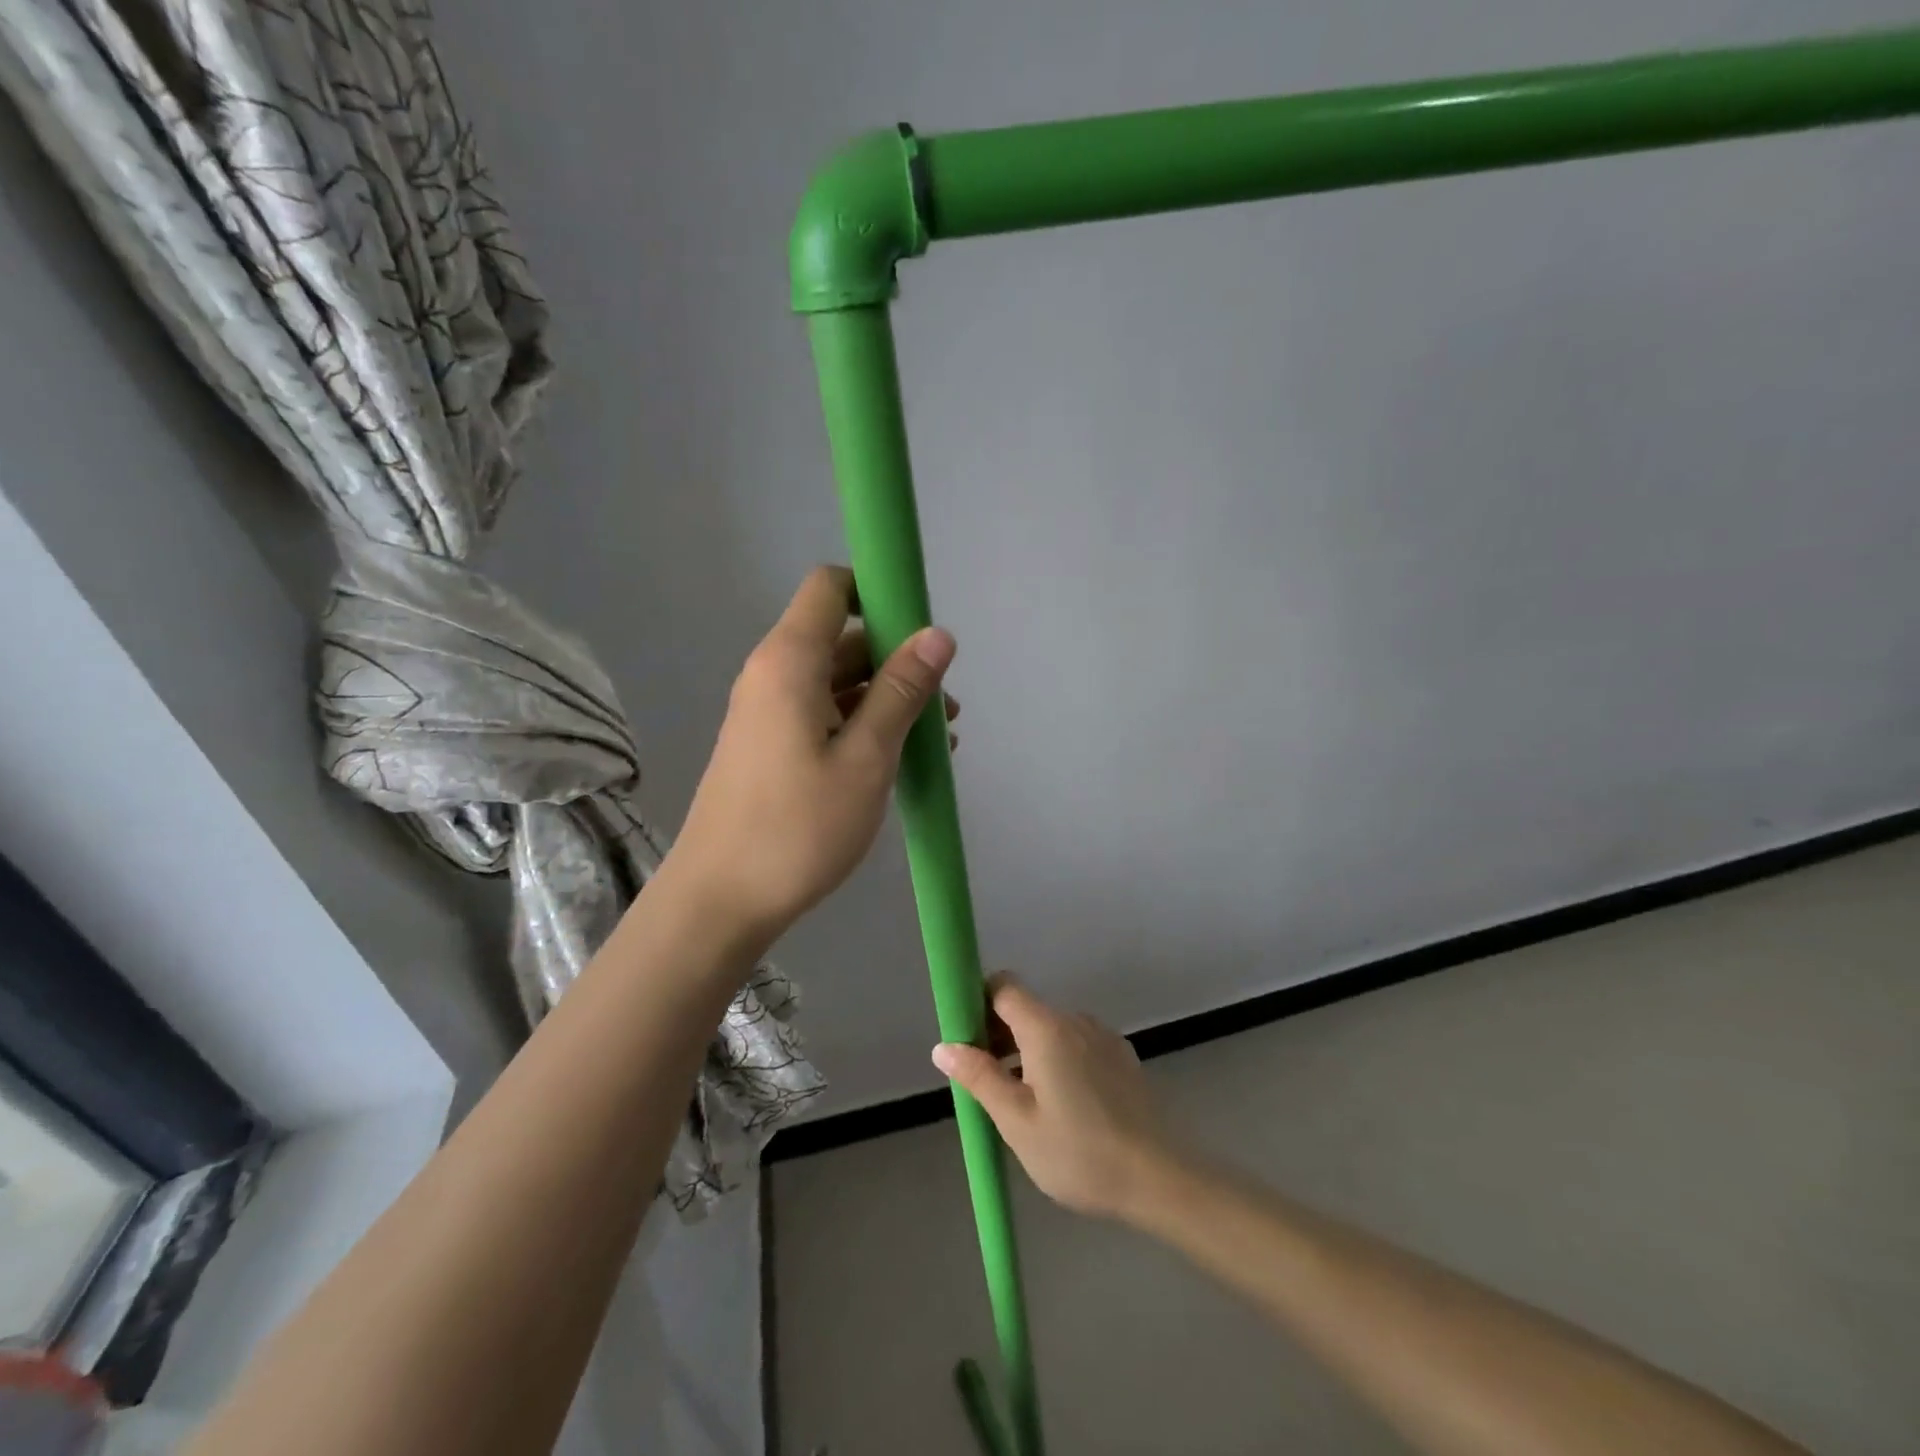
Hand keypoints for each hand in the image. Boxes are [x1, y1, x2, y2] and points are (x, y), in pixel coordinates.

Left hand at [667, 566, 957, 945]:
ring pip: (837, 681)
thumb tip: (938, 633)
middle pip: (842, 638)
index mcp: (789, 662)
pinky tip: (900, 760)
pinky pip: (823, 714)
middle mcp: (773, 674)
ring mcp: (768, 712)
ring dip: (887, 699)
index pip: (831, 587)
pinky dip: (862, 724)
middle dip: (898, 660)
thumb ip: (902, 692)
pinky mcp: (769, 746)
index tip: (923, 632)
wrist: (719, 902)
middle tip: (945, 707)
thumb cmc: (798, 828)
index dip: (879, 592)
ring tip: (937, 741)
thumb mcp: (866, 759)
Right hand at [933, 975, 1176, 1221]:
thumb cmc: (1079, 1152)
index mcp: (1046, 1027)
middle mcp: (1075, 1019)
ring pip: (1052, 1029)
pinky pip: (1077, 1045)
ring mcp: (1103, 1036)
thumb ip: (980, 1077)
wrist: (1159, 1178)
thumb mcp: (1017, 1122)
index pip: (1004, 986)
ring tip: (1024, 1104)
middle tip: (988, 1085)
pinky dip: (1059, 1061)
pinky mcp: (1122, 1057)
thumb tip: (944, 1046)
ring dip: (1029, 1052)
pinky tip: (1063, 1107)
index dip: (979, 1003)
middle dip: (999, 1035)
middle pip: (1026, 1009)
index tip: (966, 1040)